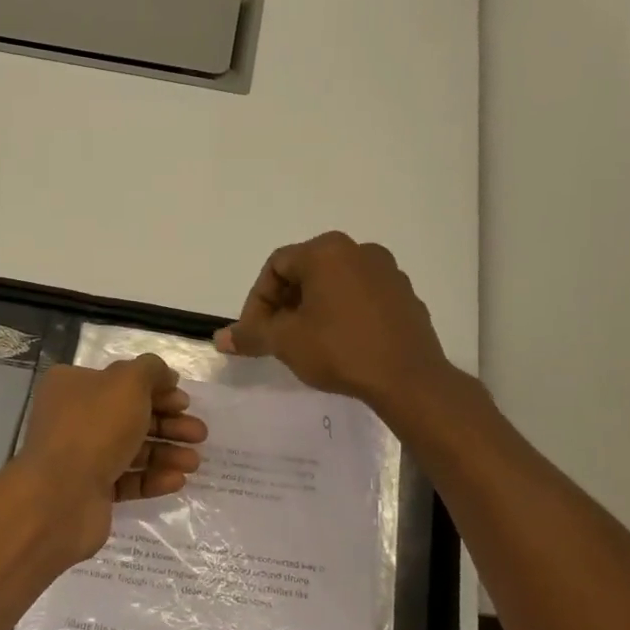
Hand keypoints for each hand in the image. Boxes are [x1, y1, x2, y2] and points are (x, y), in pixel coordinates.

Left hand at [16, 355, 206, 562]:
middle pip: (130, 416)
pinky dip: (152, 479)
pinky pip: (127, 480)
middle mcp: (73, 418)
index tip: (184, 401)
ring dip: (166, 453)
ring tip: (194, 462)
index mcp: (73, 385)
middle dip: (168, 424)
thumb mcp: (128, 382)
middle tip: (199, 433)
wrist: (60, 497)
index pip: (121, 380)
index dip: (157, 388)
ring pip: (131, 449)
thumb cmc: (95, 428)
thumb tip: (165, 375)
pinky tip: (177, 480)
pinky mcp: (90, 491)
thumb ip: (151, 370)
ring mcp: (80, 457)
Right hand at [215, 232, 453, 413]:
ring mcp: (388, 272)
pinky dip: (344, 314)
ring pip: (335, 284)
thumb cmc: (340, 350)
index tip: (255, 333)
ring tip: (307, 343)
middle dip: (285, 304)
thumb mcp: (285, 342)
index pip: (276, 267)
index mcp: (327, 251)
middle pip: (306, 272)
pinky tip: (342, 344)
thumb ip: (251, 334)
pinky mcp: (405, 296)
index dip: (257, 301)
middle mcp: (359, 251)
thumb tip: (220, 338)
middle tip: (277, 337)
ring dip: (314, 309)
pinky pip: (363, 298)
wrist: (409, 379)